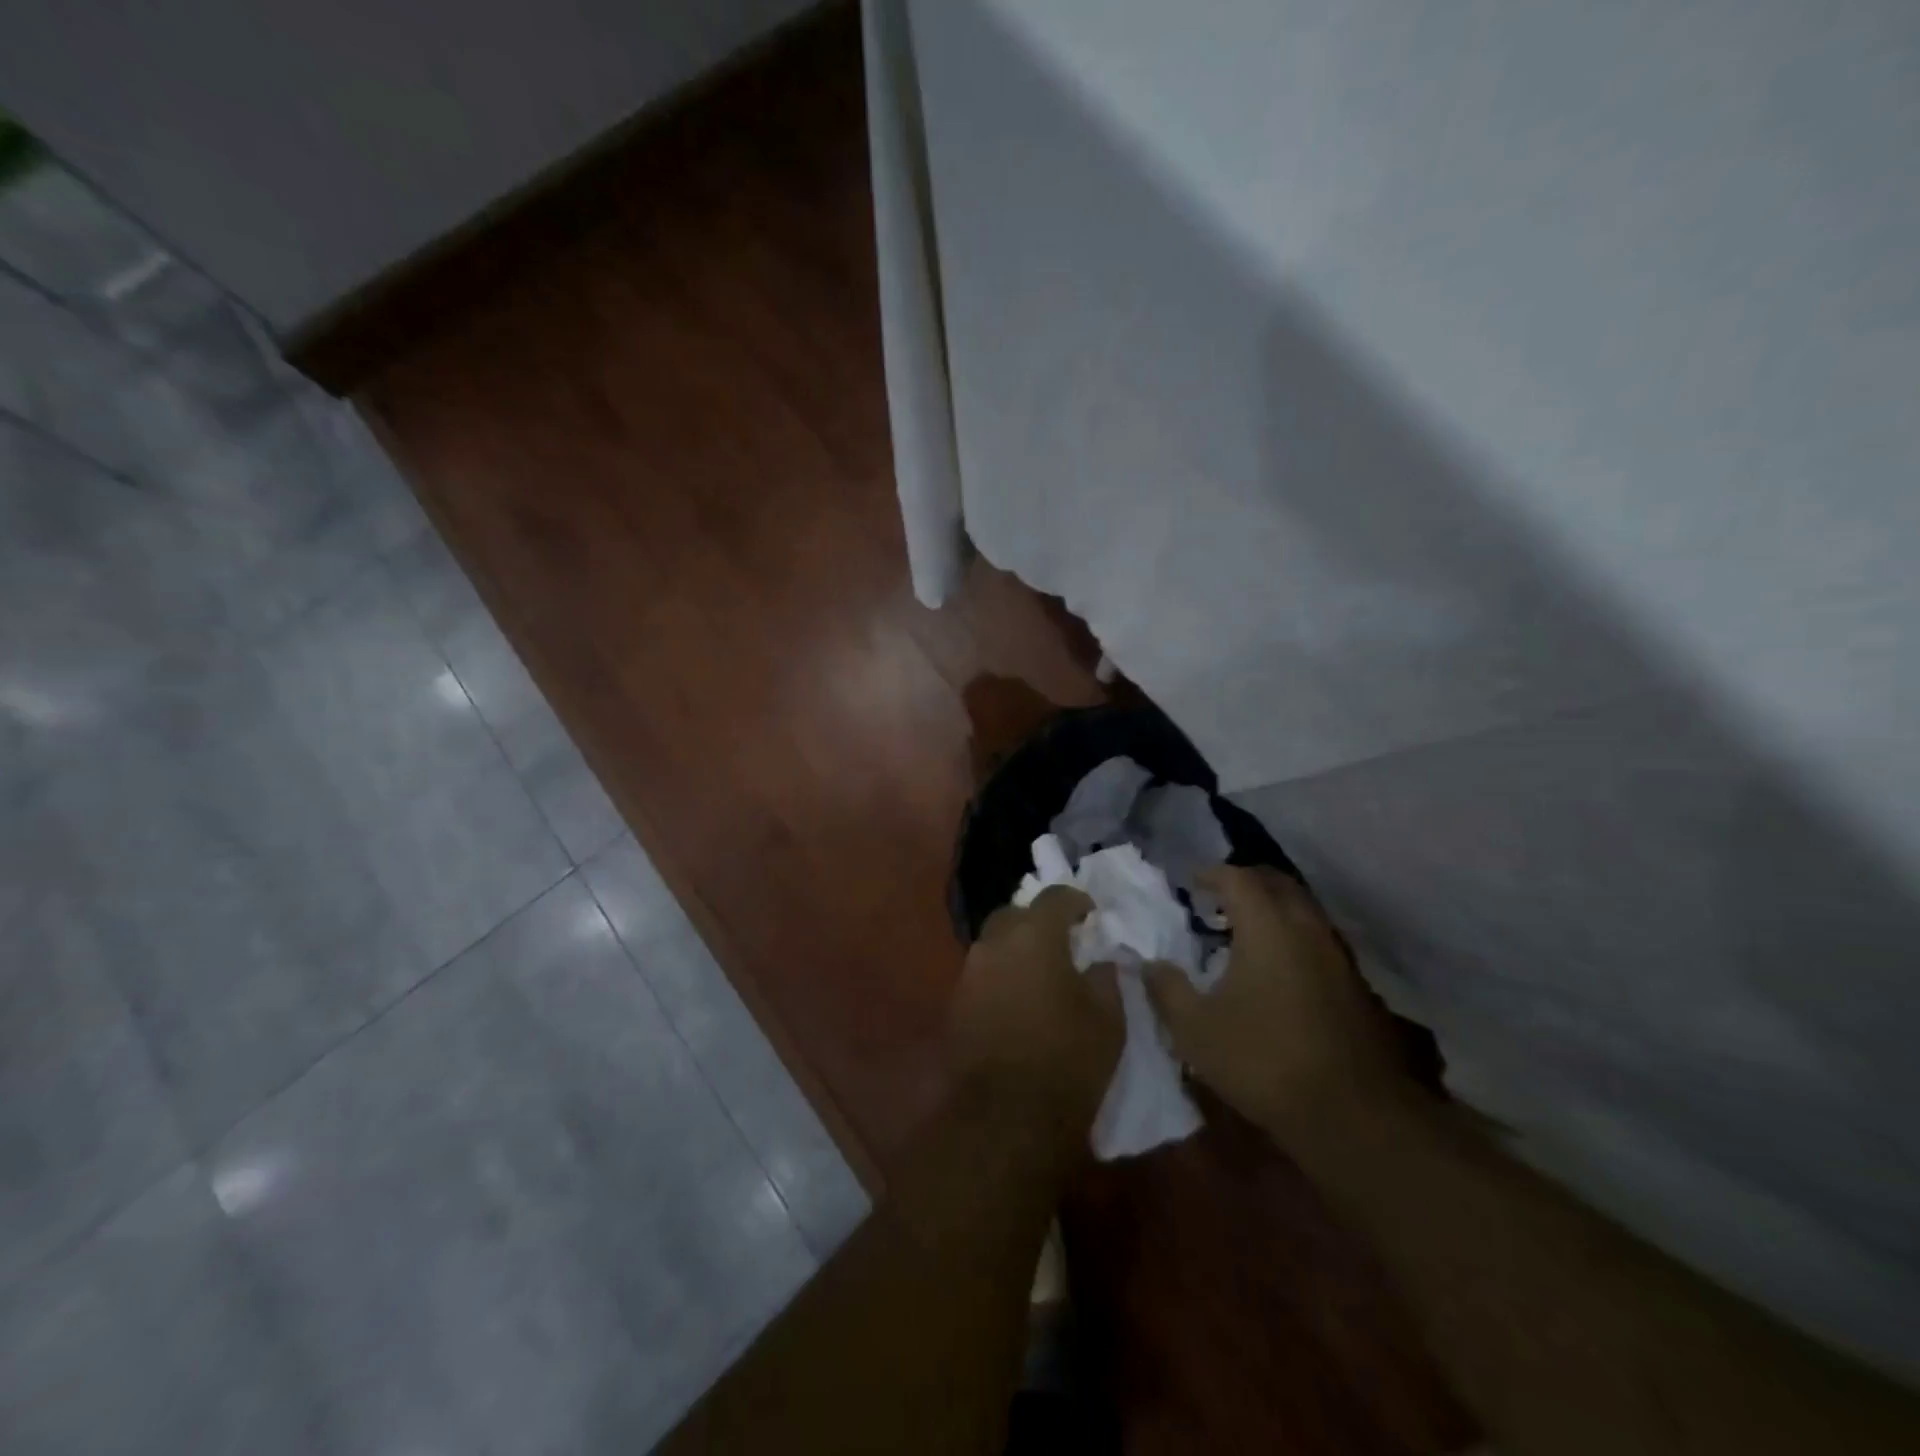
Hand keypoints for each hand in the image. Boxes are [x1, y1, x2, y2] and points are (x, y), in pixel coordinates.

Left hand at [951, 887, 1122, 1137]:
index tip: (1091, 914)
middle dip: (1039, 920)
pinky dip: (1002, 975)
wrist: (1006, 1117)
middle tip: (1062, 941)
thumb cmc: (1067, 1061)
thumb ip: (1105, 979)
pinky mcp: (957, 1002)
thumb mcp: (1108, 1019)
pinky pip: (983, 973)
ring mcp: (970, 972)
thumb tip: (1099, 962)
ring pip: (995, 943)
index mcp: (1035, 936)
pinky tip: (1019, 997)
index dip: (1076, 901)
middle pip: (1016, 914)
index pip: (1055, 897)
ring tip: (1041, 971)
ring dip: (1017, 948)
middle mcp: (996, 943)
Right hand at [1146, 866, 1407, 1141]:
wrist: (1351, 1114)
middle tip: (1218, 898)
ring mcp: (1337, 957)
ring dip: (1273, 910)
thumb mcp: (1195, 1028)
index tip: (1191, 883)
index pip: (1237, 879)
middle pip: (1277, 884)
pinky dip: (1292, 938)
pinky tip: (1275, 970)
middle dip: (1246, 883)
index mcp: (1267, 927)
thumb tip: (1150, 964)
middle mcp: (1306, 929)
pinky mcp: (1355, 987)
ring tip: (1243, 933)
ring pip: (1303, 912)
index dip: (1211, 875)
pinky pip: (1317, 941)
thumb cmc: (1262, 1059)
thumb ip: (1167, 988)